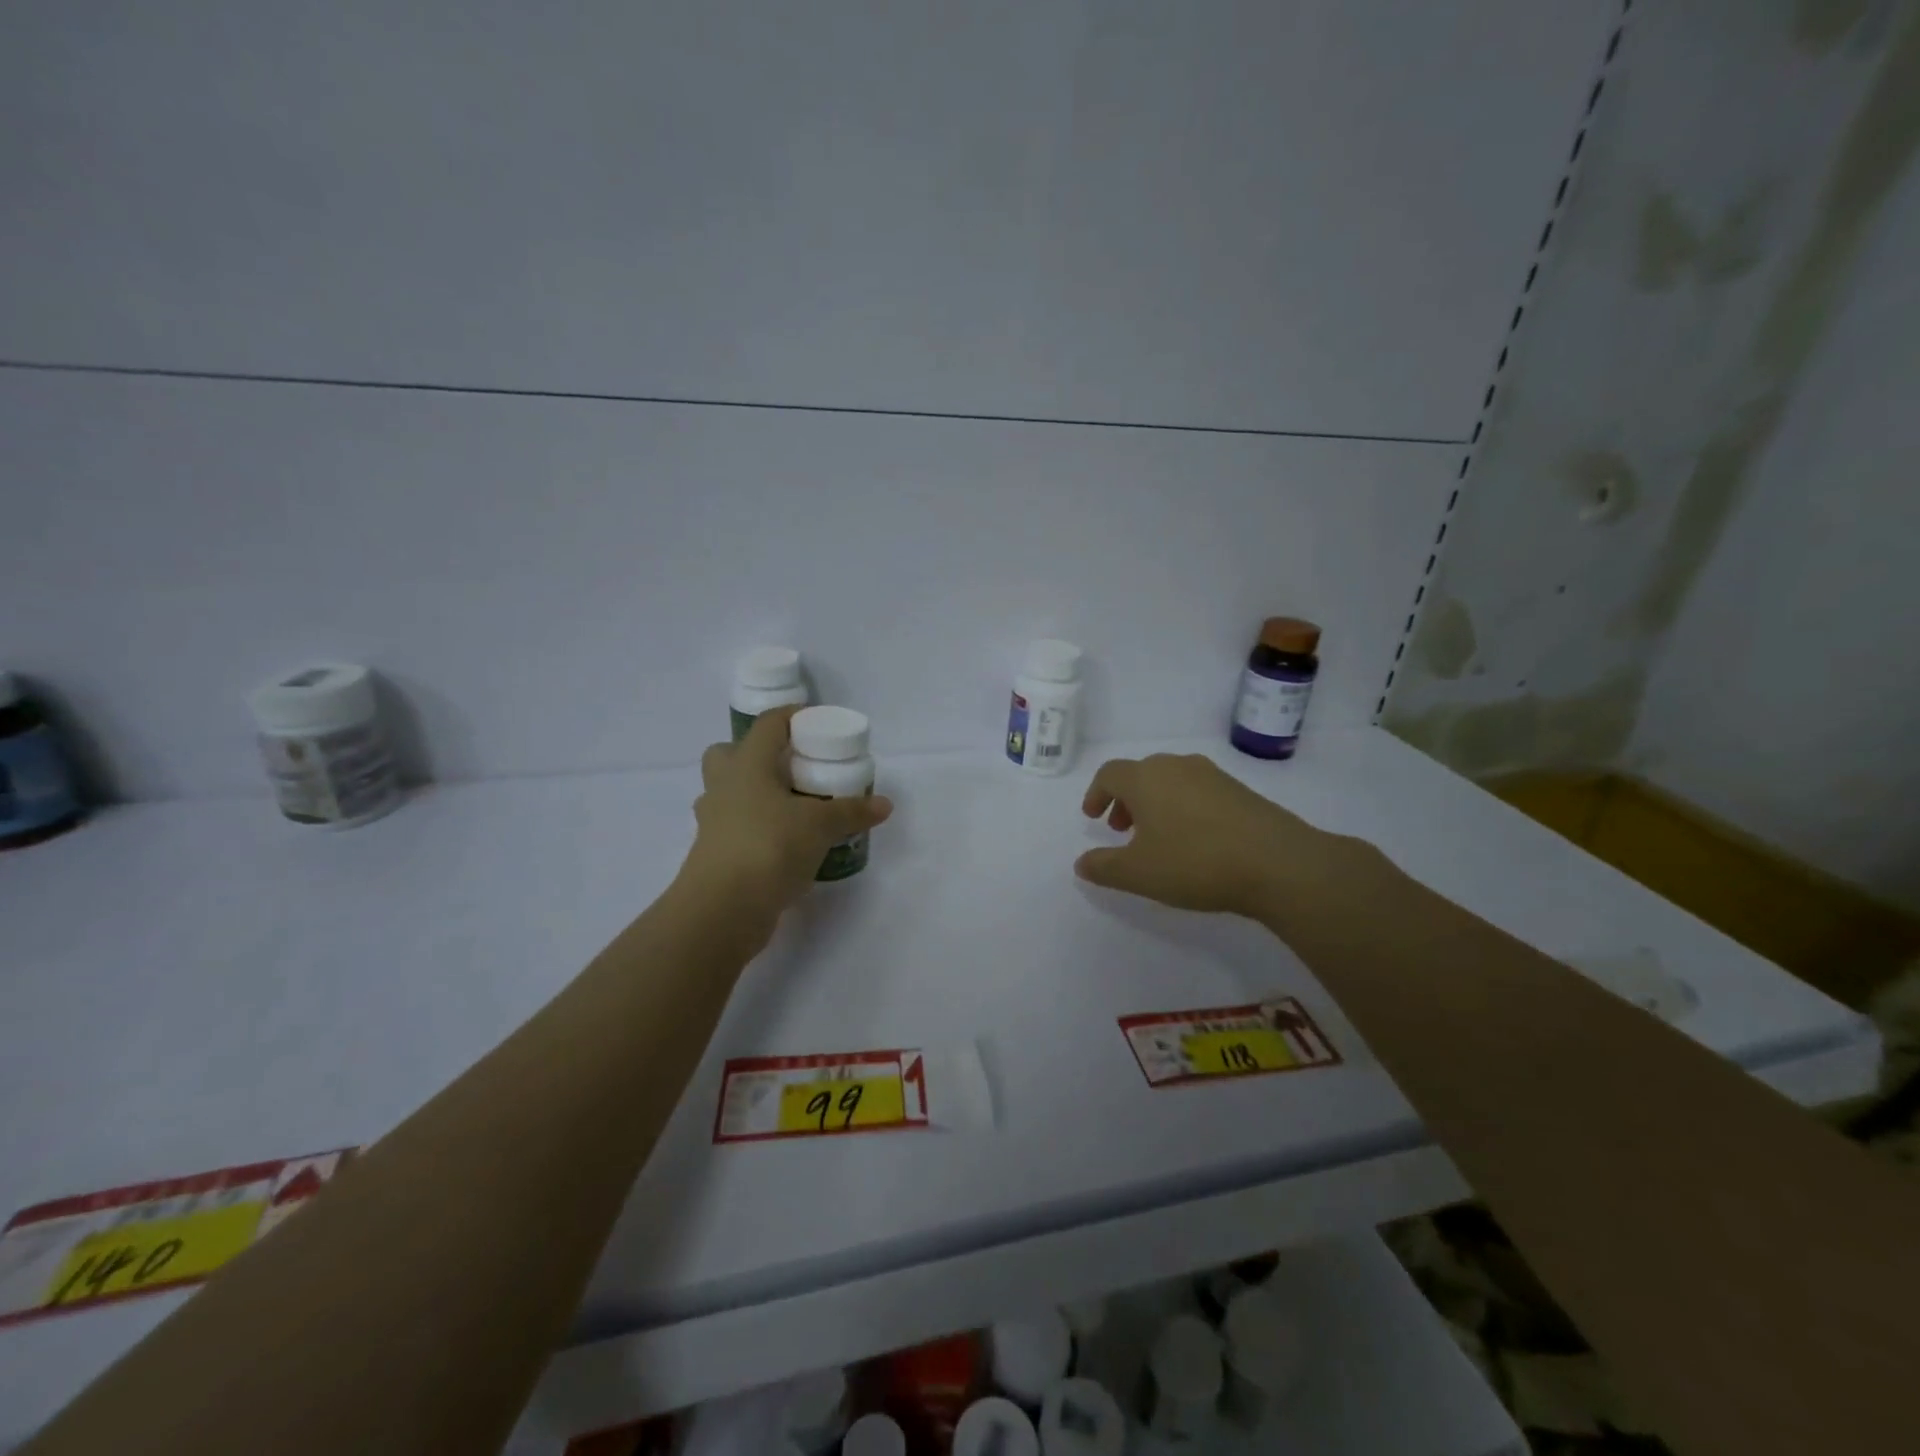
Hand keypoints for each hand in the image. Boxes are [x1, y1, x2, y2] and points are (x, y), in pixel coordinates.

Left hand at [682, 706, 893, 920]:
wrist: (723, 909)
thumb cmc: (770, 846)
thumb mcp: (821, 826)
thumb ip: (852, 811)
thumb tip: (884, 804)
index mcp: (746, 764)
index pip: (768, 725)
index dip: (791, 717)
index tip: (816, 723)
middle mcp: (723, 786)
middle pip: (729, 754)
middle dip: (758, 756)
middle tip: (793, 767)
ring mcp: (713, 821)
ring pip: (729, 793)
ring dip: (754, 794)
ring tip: (791, 807)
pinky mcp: (714, 854)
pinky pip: (735, 827)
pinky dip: (757, 828)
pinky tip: (784, 843)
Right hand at [1075, 753, 1344, 918]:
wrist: (1278, 863)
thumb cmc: (1195, 863)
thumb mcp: (1139, 873)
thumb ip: (1104, 867)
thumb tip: (1081, 862)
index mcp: (1145, 778)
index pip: (1109, 774)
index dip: (1096, 793)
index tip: (1093, 817)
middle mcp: (1176, 766)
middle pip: (1140, 774)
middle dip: (1125, 799)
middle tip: (1122, 829)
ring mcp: (1212, 775)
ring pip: (1170, 780)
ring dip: (1155, 803)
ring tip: (1157, 836)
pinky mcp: (1240, 789)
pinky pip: (1198, 790)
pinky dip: (1183, 806)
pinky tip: (1194, 839)